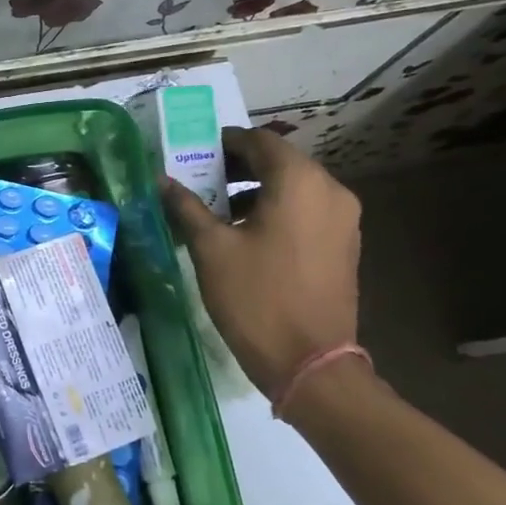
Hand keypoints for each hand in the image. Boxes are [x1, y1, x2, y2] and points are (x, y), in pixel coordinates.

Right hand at [161, 127, 360, 397]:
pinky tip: (245, 234)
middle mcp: (330, 191)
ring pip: (294, 189)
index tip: (195, 152)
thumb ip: (186, 207)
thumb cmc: (256, 298)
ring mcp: (343, 220)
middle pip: (280, 163)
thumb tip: (161, 180)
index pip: (260, 141)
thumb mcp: (211, 249)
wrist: (310, 363)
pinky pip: (306, 212)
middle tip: (200, 179)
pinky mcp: (344, 246)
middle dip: (238, 167)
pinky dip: (276, 211)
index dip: (225, 142)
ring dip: (256, 191)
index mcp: (300, 182)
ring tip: (216, 209)